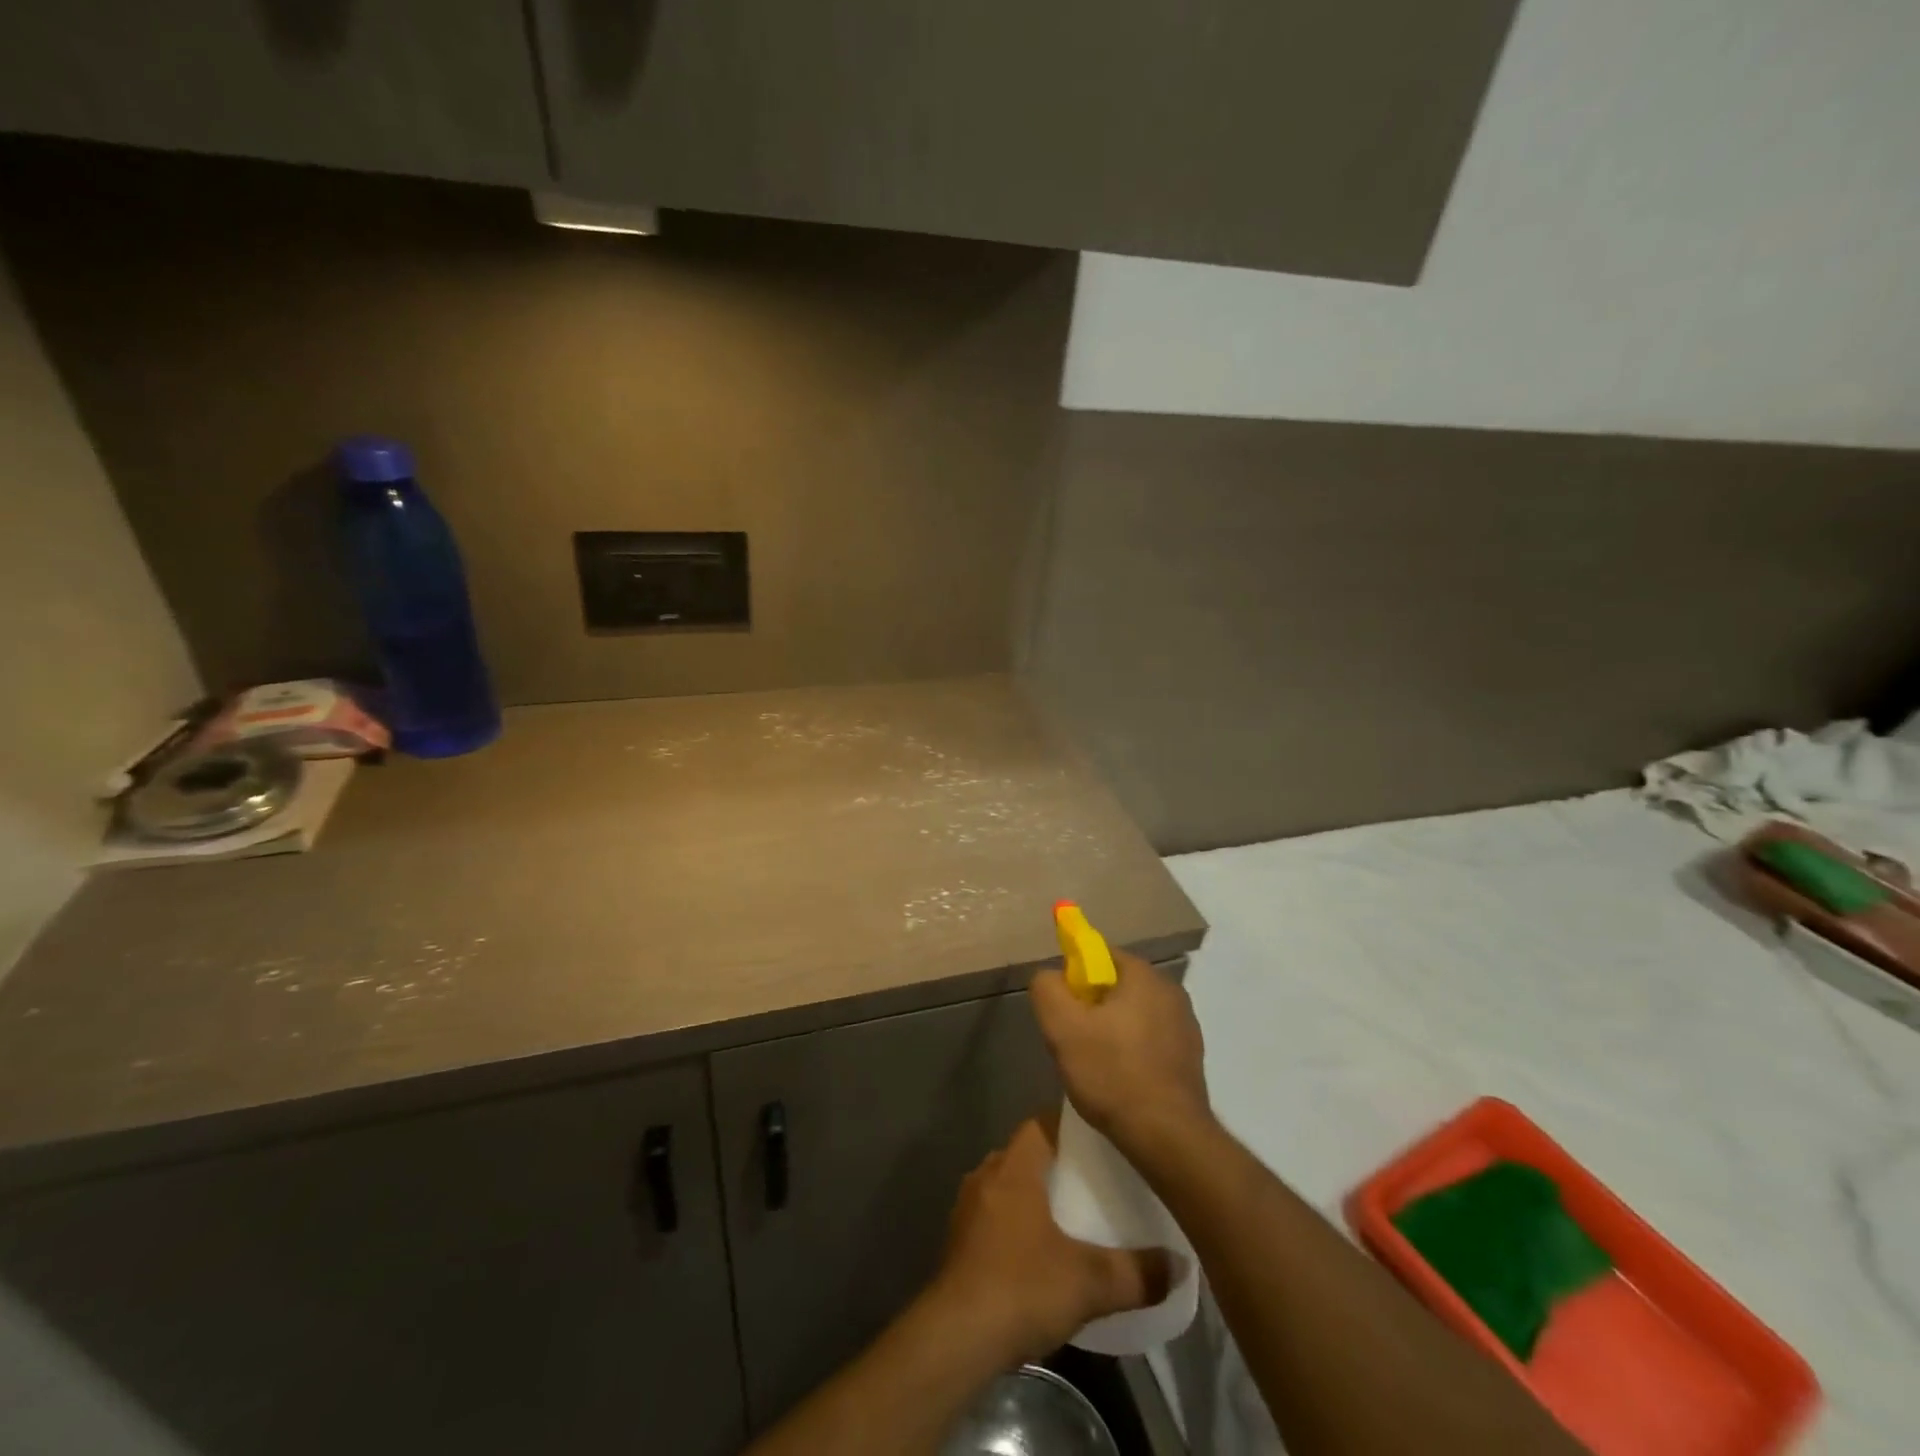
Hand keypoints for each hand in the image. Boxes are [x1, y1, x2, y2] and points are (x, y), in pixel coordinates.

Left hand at [932, 1121, 1170, 1363]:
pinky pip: (991, 1218)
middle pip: (1023, 1154)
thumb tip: (1179, 1264)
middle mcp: (985, 1176)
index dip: (1068, 1127)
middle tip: (1091, 1182)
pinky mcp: (957, 1243)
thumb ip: (1138, 1272)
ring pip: (1005, 1186)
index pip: (1040, 1124)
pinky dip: (1013, 1225)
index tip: (1098, 1141)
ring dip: (1031, 1196)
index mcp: (1013, 1167)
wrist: (956, 1338)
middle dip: (1054, 1164)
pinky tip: (1036, 1254)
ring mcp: (966, 1210)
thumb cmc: (1022, 1287)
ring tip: (1068, 1217)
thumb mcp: (1091, 1282)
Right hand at [1028, 951, 1210, 1159]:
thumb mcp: (1061, 1027)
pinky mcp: (1191, 1056)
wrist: (1168, 1137)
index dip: (1074, 977)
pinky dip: (1132, 1051)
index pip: (1098, 954)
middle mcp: (1170, 990)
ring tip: (1095, 1065)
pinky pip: (1150, 1039)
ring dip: (1111, 1030)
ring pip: (1133, 1014)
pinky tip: (1121, 1080)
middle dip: (1090, 1006)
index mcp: (1144, 974)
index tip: (1063, 1008)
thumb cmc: (1112, 1073)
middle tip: (1072, 1039)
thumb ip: (1047, 988)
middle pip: (1115, 985)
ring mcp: (1185, 1024)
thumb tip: (1049, 975)